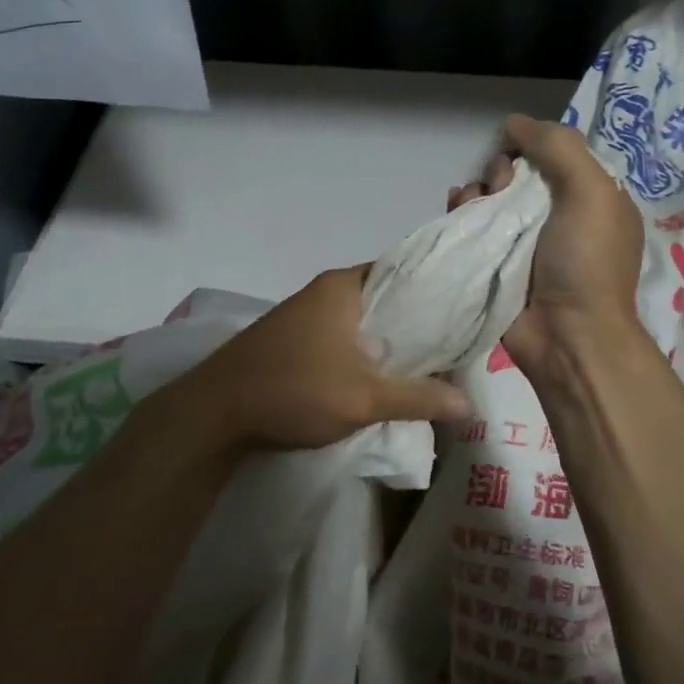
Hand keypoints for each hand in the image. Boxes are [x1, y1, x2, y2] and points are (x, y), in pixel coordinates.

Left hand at [163, 264, 471, 457]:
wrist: (214, 412)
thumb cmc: (293, 390)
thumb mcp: (363, 398)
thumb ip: (418, 397)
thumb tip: (468, 402)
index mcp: (343, 287)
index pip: (403, 271)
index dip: (436, 289)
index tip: (465, 309)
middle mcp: (324, 291)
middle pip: (384, 298)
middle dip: (415, 321)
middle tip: (455, 343)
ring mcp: (304, 314)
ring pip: (361, 321)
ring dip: (388, 340)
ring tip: (427, 361)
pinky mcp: (292, 339)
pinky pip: (341, 337)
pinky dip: (363, 351)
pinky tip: (381, 374)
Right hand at [449, 115, 645, 374]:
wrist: (567, 336)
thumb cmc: (586, 261)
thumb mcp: (591, 191)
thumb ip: (558, 147)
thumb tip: (514, 122)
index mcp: (591, 196)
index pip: (556, 153)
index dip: (532, 146)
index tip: (518, 152)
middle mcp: (559, 214)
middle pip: (519, 172)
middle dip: (502, 170)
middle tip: (500, 188)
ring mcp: (525, 240)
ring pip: (492, 196)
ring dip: (478, 189)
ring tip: (473, 202)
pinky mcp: (496, 261)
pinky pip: (474, 224)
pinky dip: (463, 210)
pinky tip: (457, 208)